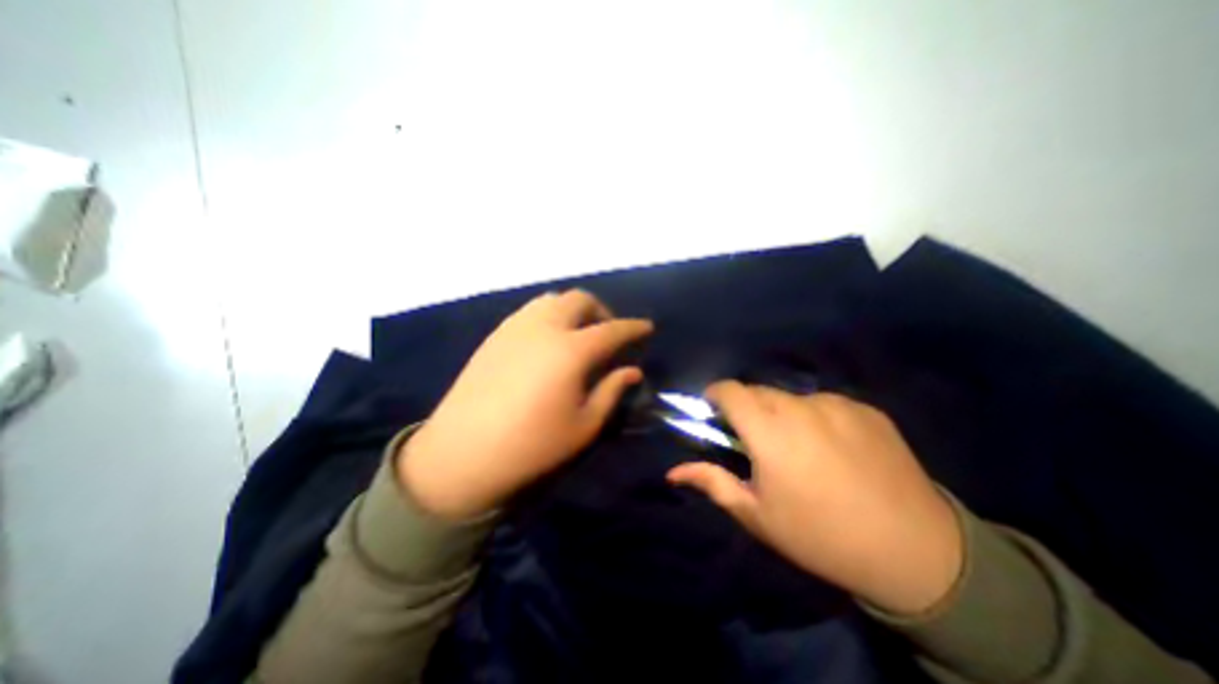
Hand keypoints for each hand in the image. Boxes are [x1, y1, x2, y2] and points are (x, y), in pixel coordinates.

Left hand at [402, 289, 650, 517]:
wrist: (462, 453)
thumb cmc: (532, 446)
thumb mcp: (584, 425)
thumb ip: (611, 391)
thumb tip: (633, 370)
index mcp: (570, 350)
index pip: (612, 330)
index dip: (633, 327)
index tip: (646, 327)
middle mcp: (544, 327)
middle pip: (580, 299)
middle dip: (601, 311)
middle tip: (608, 333)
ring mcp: (515, 327)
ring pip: (552, 300)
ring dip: (573, 309)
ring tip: (578, 334)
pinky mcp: (495, 335)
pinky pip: (530, 311)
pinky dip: (549, 315)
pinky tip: (547, 341)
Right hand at [664, 379, 961, 614]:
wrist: (916, 554)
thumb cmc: (820, 536)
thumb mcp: (757, 515)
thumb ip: (712, 482)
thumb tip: (672, 472)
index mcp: (770, 432)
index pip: (730, 391)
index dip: (716, 394)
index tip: (714, 409)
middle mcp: (801, 408)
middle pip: (759, 391)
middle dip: (748, 407)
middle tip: (756, 438)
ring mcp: (837, 405)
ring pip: (792, 397)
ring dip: (783, 413)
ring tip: (799, 447)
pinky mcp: (866, 409)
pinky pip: (826, 404)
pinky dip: (817, 417)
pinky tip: (835, 448)